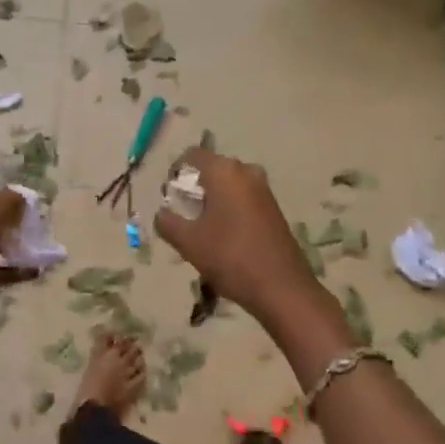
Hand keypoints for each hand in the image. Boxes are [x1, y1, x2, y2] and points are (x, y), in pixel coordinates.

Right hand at [154, 148, 320, 326]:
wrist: (281, 288)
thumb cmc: (230, 257)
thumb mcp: (187, 241)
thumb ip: (167, 221)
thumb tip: (163, 213)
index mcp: (224, 171)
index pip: (191, 155)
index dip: (174, 173)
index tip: (169, 198)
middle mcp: (246, 172)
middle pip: (210, 169)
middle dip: (192, 189)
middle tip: (182, 217)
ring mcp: (263, 189)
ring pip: (227, 185)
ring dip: (210, 202)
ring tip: (200, 231)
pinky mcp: (273, 208)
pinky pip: (242, 198)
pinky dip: (227, 210)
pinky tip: (223, 238)